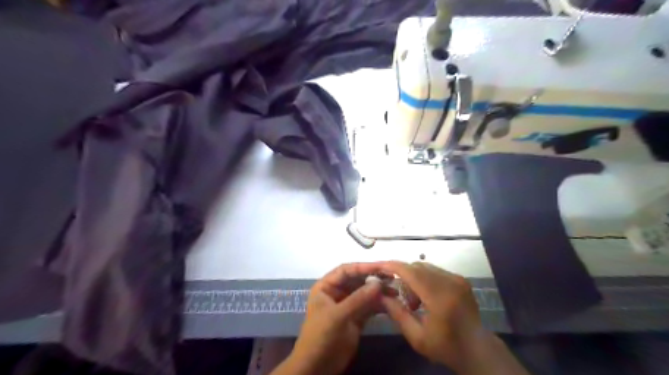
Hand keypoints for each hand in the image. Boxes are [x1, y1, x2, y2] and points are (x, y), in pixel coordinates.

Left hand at [280, 262, 386, 374]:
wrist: (318, 367)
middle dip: (374, 278)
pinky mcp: (356, 318)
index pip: (346, 270)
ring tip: (396, 290)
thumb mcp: (338, 315)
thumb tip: (378, 282)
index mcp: (326, 287)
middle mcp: (337, 292)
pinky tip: (391, 302)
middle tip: (393, 277)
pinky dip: (379, 304)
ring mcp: (347, 305)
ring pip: (365, 293)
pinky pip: (369, 306)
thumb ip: (358, 298)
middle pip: (357, 280)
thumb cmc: (321, 336)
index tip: (381, 266)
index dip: (363, 267)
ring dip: (379, 291)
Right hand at [381, 263, 489, 370]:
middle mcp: (450, 282)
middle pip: (417, 266)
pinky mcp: (461, 279)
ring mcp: (457, 279)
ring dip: (414, 278)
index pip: (411, 272)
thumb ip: (397, 313)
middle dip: (404, 277)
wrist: (477, 349)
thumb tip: (381, 295)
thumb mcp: (417, 337)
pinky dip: (425, 279)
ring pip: (425, 267)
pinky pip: (435, 271)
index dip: (393, 267)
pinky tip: (427, 297)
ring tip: (416, 301)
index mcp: (439, 296)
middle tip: (404, 300)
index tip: (379, 268)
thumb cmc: (446, 346)